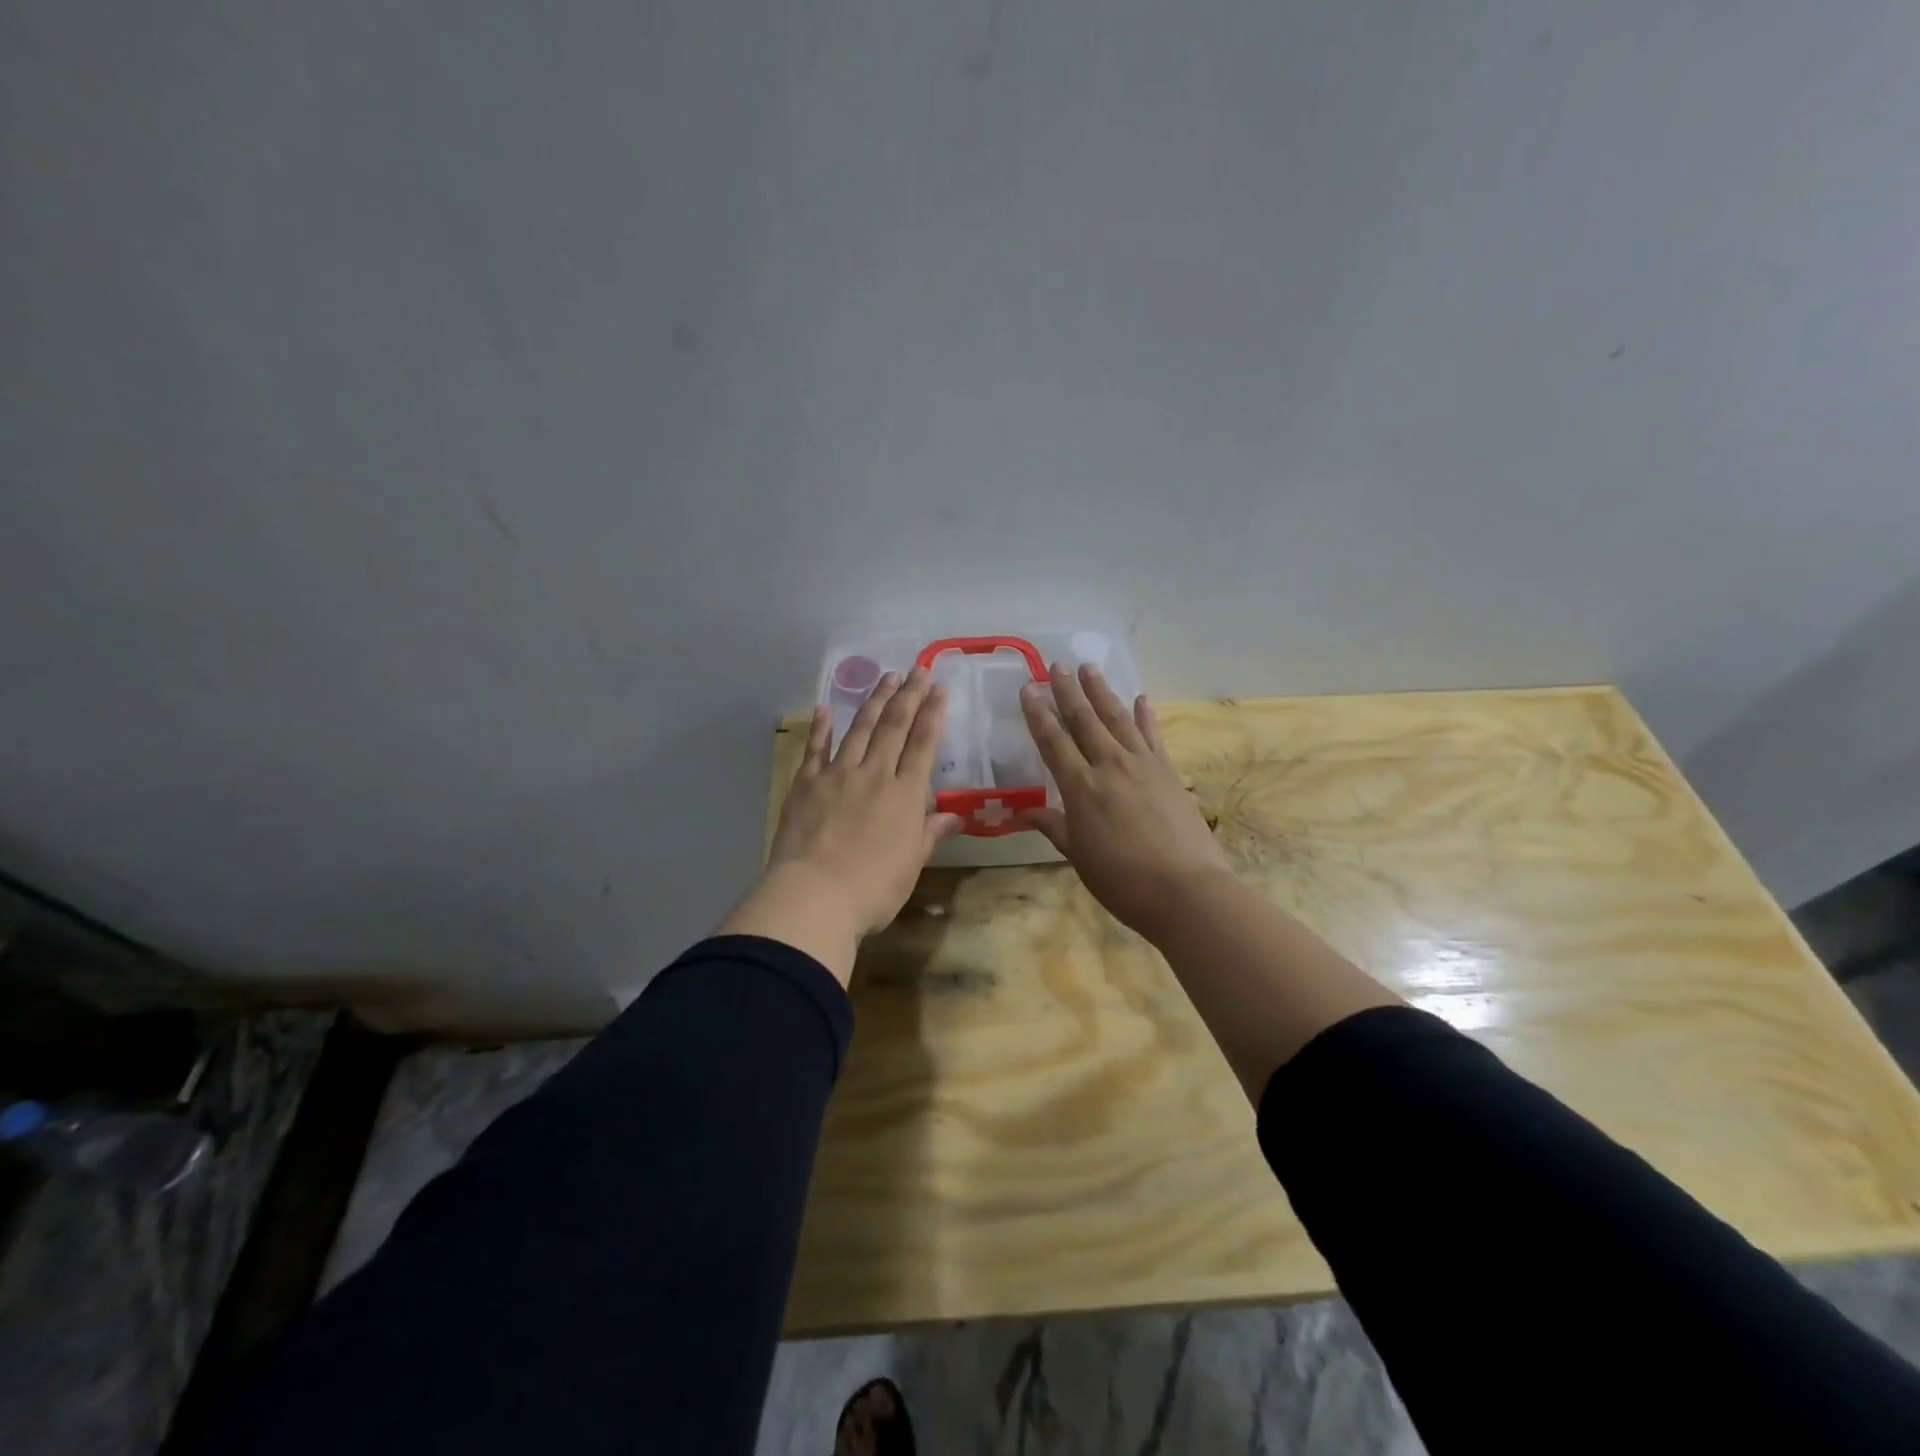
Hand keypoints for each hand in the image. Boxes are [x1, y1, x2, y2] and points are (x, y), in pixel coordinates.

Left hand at [720, 667, 962, 982]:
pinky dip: (822, 727)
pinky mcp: (806, 783)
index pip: (923, 745)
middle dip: (908, 695)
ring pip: (860, 729)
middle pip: (894, 727)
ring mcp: (838, 774)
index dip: (933, 714)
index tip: (939, 689)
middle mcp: (875, 774)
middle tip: (917, 669)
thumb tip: (956, 815)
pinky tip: (826, 708)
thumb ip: (931, 833)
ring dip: (874, 701)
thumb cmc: (874, 887)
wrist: (815, 894)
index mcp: (905, 794)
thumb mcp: (912, 863)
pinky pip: (816, 748)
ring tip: (886, 677)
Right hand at [1018, 662, 1233, 939]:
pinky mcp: (1169, 771)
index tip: (1027, 689)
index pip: (1053, 741)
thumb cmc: (1122, 880)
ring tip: (1090, 668)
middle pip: (1085, 720)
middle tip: (1057, 665)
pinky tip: (1141, 698)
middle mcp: (1109, 765)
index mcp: (1080, 787)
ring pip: (1117, 718)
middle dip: (1068, 691)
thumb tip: (1025, 810)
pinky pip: (1153, 735)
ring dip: (1102, 692)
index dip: (1038, 714)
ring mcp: (1143, 764)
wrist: (1185, 889)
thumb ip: (1054, 826)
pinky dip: (1145, 715)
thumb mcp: (1078, 856)